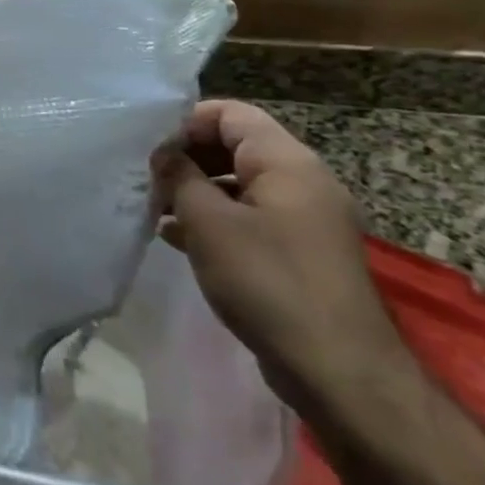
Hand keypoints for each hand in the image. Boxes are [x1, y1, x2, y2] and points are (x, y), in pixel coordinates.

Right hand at [153, 100, 412, 421]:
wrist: (338, 370)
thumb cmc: (268, 282)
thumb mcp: (209, 223)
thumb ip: (180, 178)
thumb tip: (162, 154)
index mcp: (287, 163)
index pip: (231, 114)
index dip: (186, 122)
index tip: (149, 147)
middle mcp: (303, 182)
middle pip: (235, 146)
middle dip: (187, 158)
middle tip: (146, 179)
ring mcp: (305, 220)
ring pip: (240, 185)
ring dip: (196, 192)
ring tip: (154, 209)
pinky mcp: (300, 253)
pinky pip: (251, 218)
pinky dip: (215, 220)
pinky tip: (177, 238)